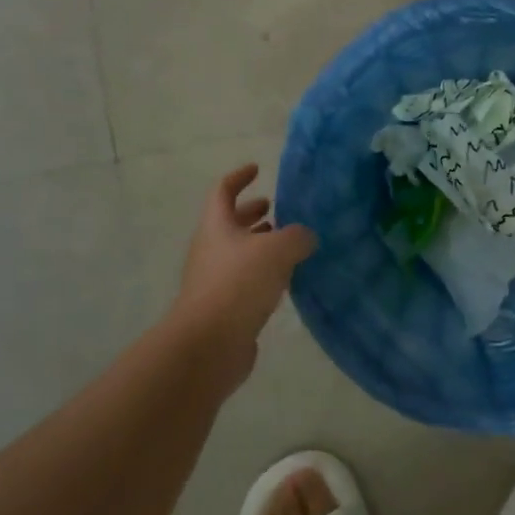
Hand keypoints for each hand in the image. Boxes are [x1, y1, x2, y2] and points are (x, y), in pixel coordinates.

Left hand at [171, 165, 316, 361]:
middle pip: (229, 223)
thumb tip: (305, 237)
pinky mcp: (223, 308)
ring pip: (238, 253)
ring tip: (289, 244)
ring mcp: (214, 281)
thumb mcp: (278, 250)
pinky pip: (244, 281)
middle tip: (275, 208)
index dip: (239, 177)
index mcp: (217, 226)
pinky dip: (263, 273)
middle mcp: (211, 249)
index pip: (223, 191)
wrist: (208, 345)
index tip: (257, 169)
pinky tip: (286, 279)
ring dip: (260, 245)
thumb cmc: (238, 284)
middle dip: (251, 213)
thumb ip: (297, 236)